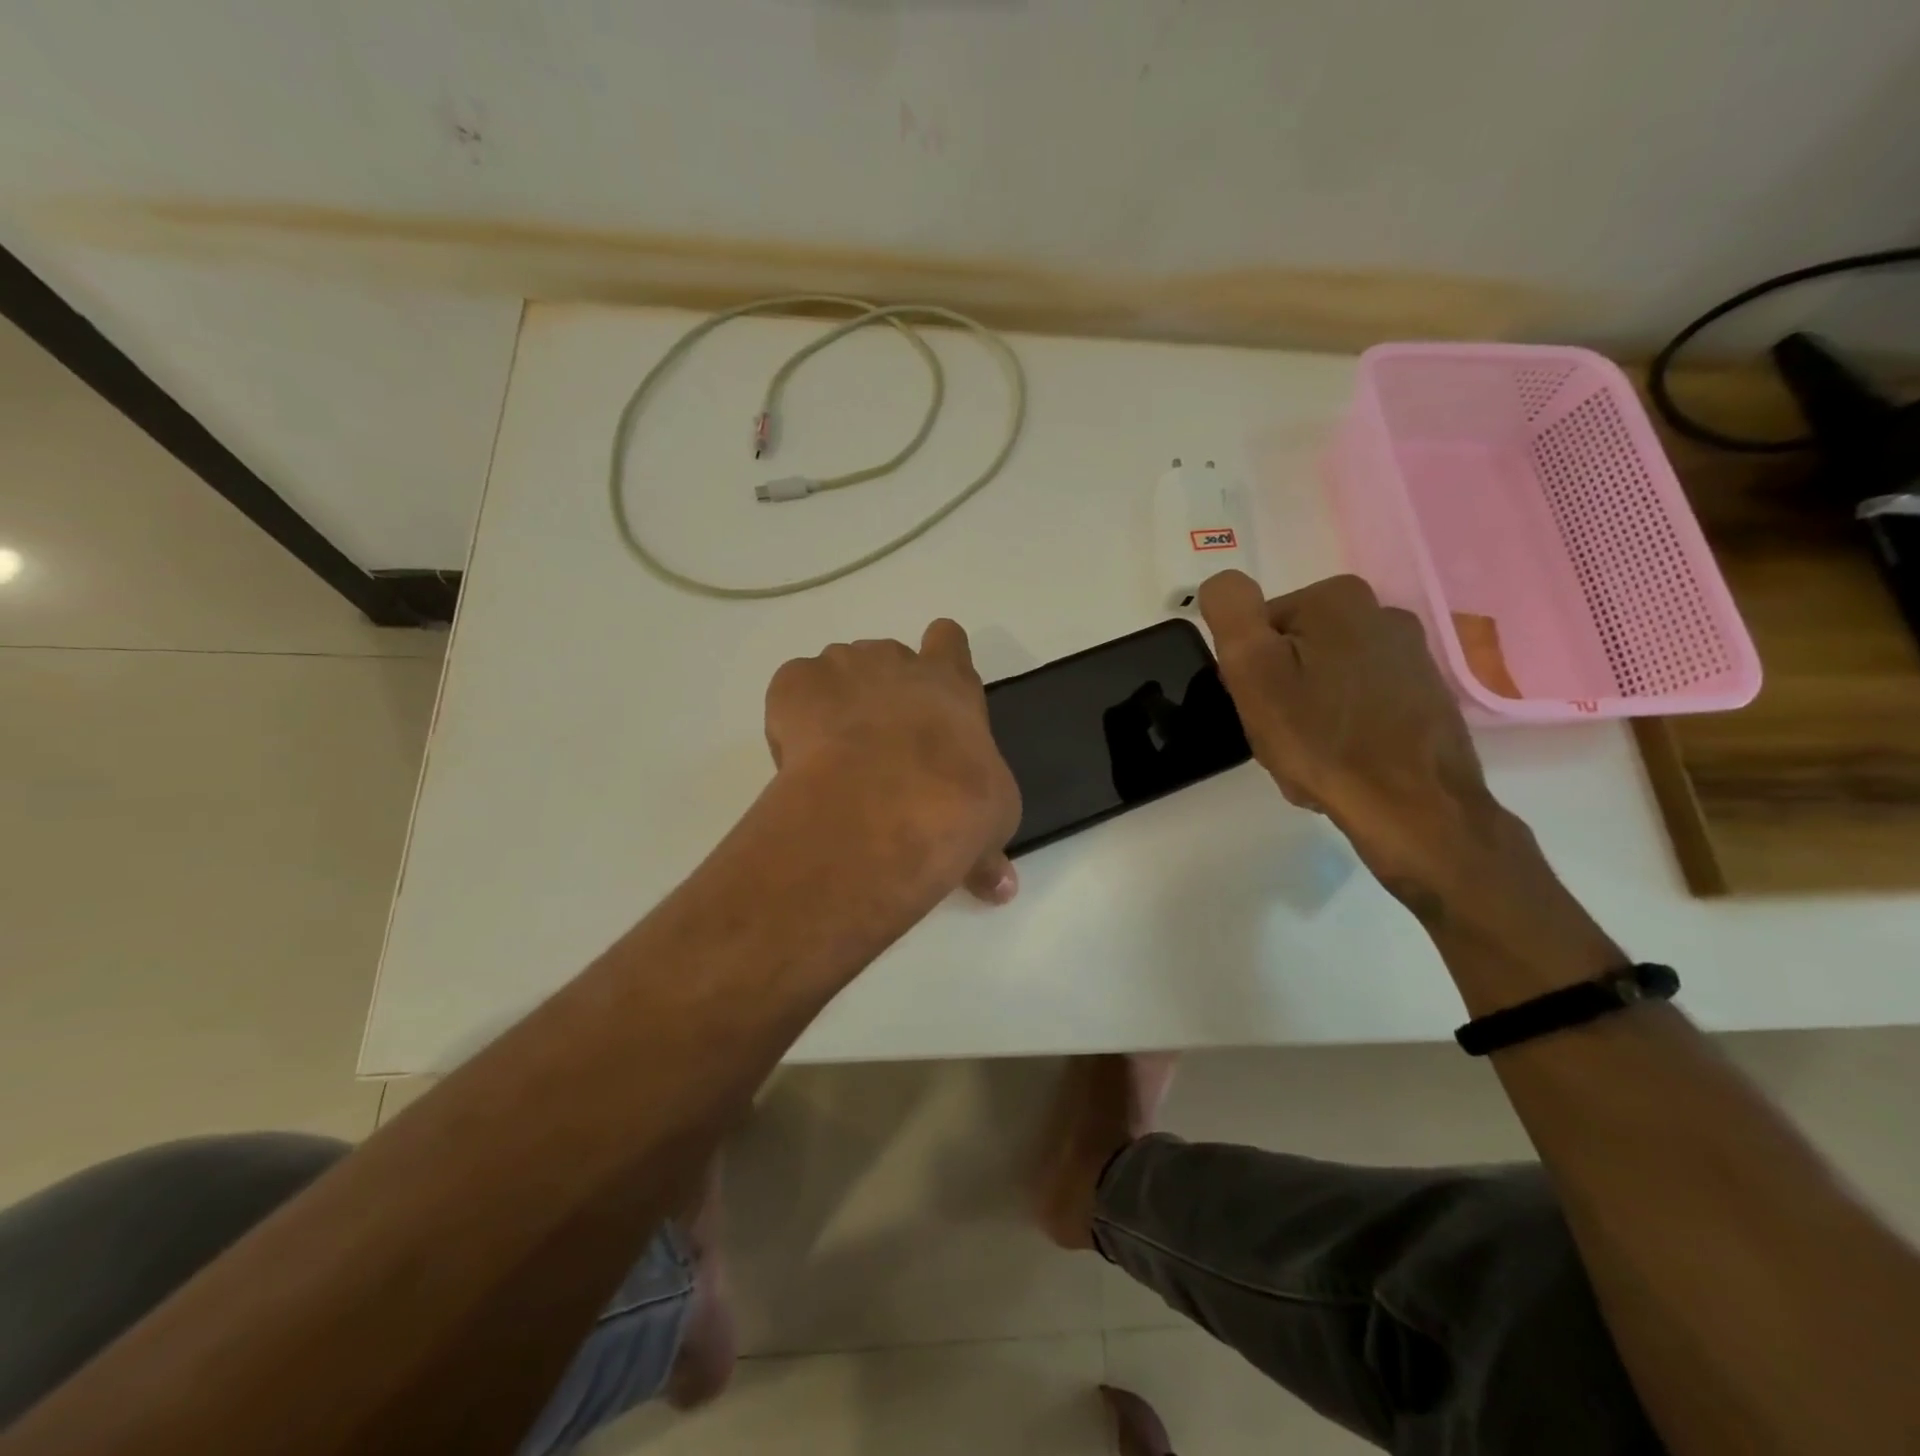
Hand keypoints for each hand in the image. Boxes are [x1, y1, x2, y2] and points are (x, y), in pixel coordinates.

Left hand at [765, 620, 1021, 903]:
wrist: (886, 807)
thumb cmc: (956, 806)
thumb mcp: (989, 827)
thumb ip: (988, 848)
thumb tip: (1001, 888)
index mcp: (952, 685)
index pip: (949, 641)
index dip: (940, 657)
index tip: (931, 690)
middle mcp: (897, 664)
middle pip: (888, 657)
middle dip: (882, 691)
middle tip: (880, 745)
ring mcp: (844, 667)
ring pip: (839, 671)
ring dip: (838, 704)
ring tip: (835, 759)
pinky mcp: (796, 683)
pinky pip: (795, 687)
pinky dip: (794, 716)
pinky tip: (801, 758)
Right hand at [1197, 571, 1500, 904]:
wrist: (1413, 809)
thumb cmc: (1322, 739)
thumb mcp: (1253, 670)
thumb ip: (1231, 613)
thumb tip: (1222, 584)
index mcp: (1336, 599)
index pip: (1258, 628)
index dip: (1247, 671)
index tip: (1259, 706)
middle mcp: (1381, 612)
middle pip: (1294, 651)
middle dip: (1279, 692)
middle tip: (1281, 735)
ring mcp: (1411, 654)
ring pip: (1325, 679)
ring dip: (1308, 713)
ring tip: (1312, 755)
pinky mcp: (1426, 693)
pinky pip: (1359, 703)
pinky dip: (1342, 727)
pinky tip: (1343, 760)